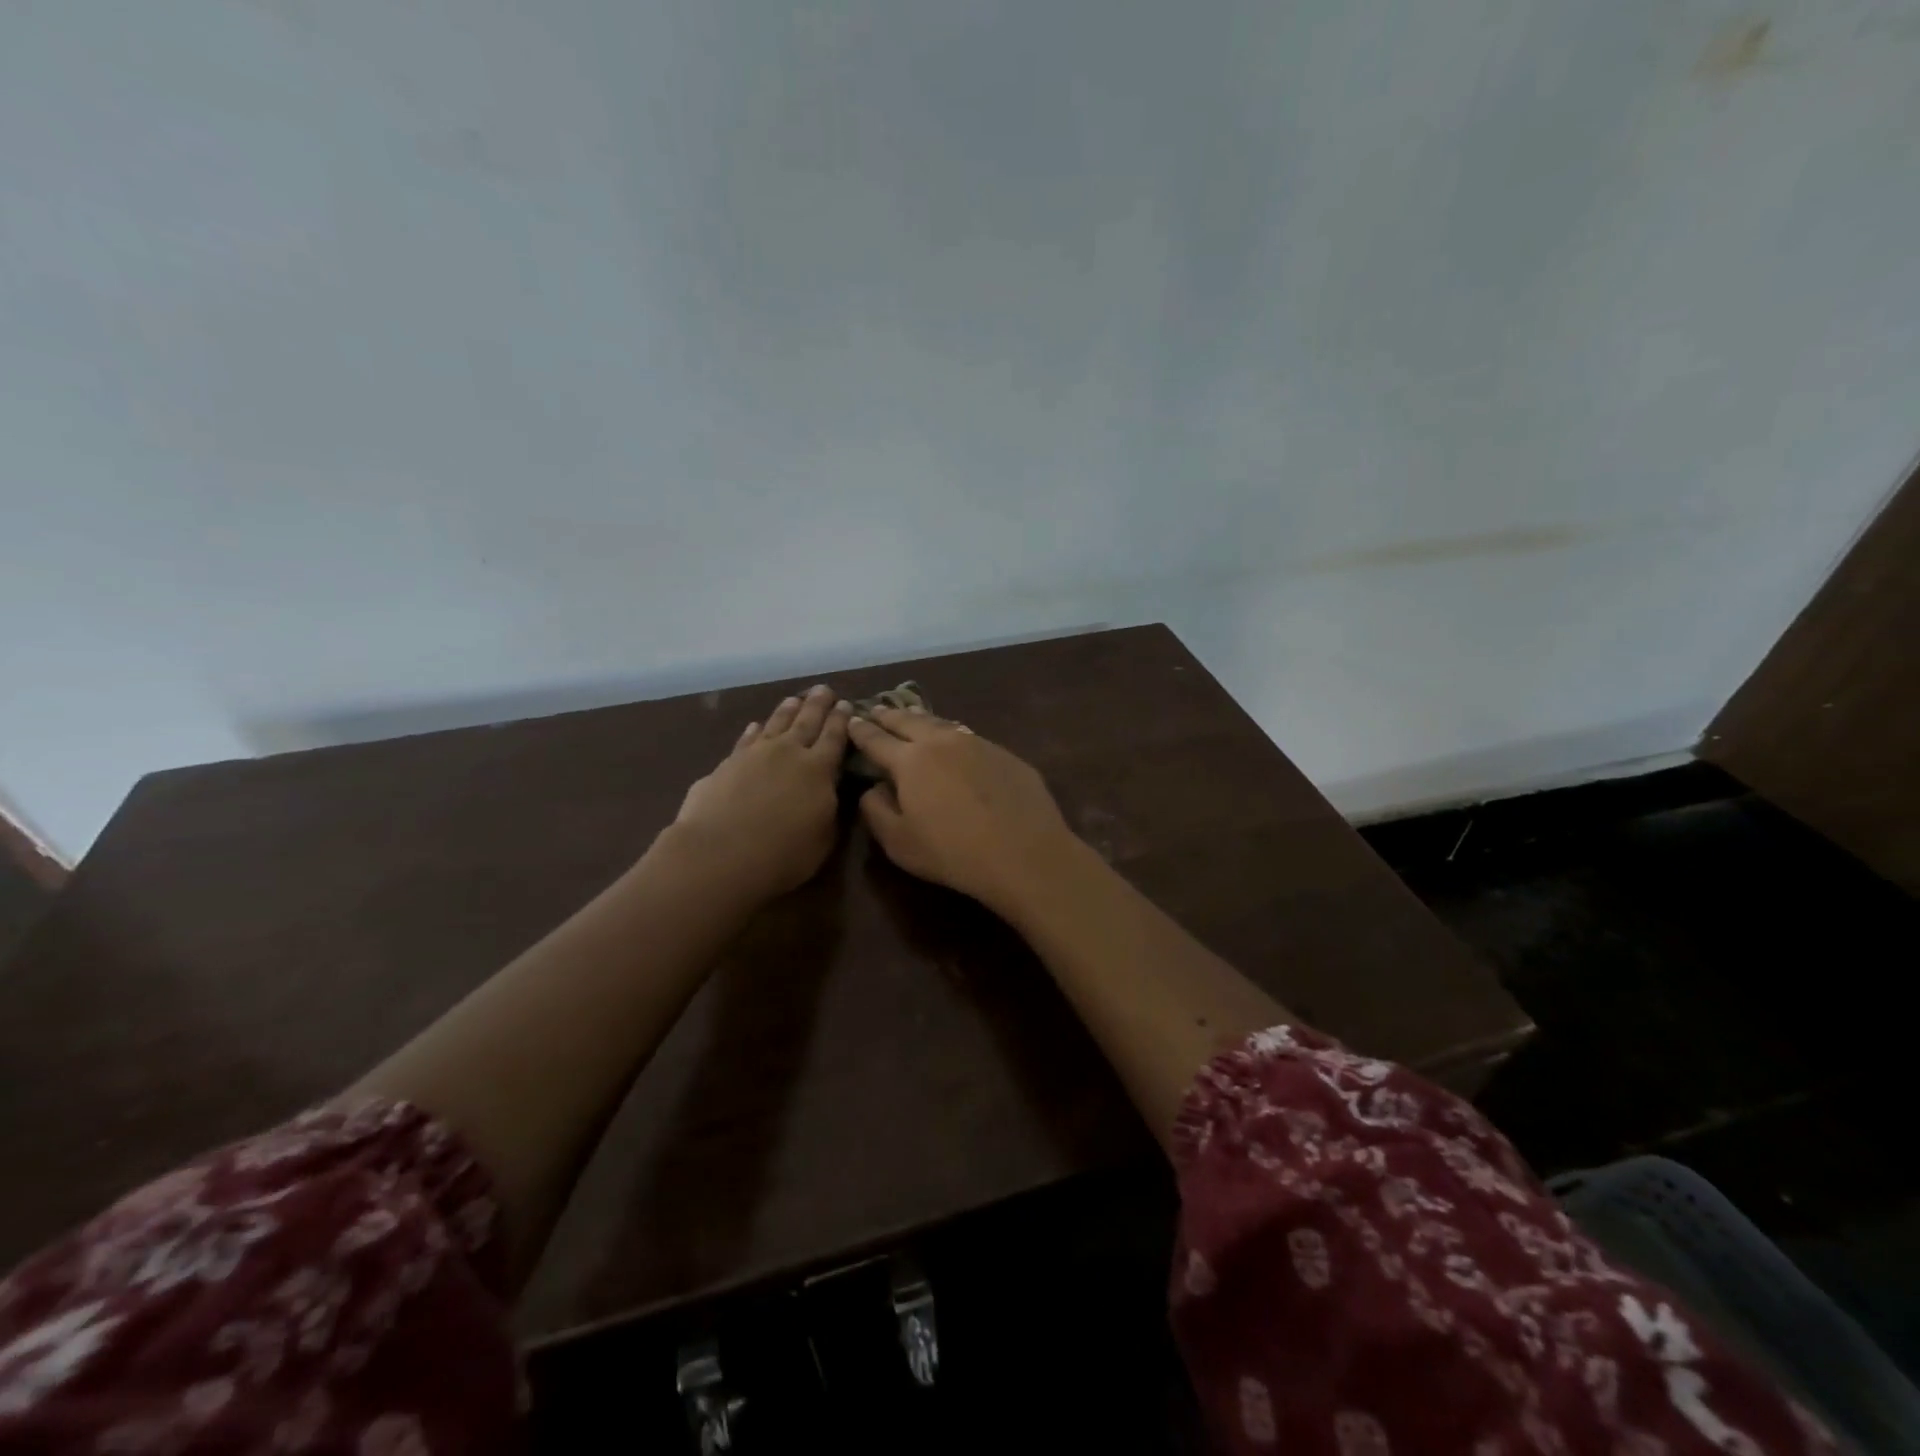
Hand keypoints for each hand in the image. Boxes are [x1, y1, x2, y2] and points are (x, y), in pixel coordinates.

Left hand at [667, 685, 852, 902]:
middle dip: (818, 705)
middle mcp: (788, 753)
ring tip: (795, 699)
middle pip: (806, 721)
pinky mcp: (726, 764)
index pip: (835, 737)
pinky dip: (754, 731)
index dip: (841, 720)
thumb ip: (829, 809)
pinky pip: (746, 740)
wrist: (720, 854)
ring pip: (776, 724)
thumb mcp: (823, 838)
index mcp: (819, 770)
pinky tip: (756, 726)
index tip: (847, 704)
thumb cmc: (782, 854)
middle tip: (825, 689)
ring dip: (787, 711)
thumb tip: (829, 790)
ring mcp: (754, 755)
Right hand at [847, 706, 1079, 916]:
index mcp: (910, 760)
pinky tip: (955, 741)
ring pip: (942, 724)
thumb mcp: (899, 843)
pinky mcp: (1005, 754)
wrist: (1024, 853)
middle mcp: (942, 742)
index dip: (861, 731)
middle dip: (889, 715)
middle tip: (877, 709)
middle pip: (909, 721)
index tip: (851, 721)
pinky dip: (953, 735)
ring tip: (912, 715)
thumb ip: (876, 811)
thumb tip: (872, 788)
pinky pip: (970, 737)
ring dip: (922, 719)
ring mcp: (977, 744)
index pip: (877, 740)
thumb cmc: (953, 853)